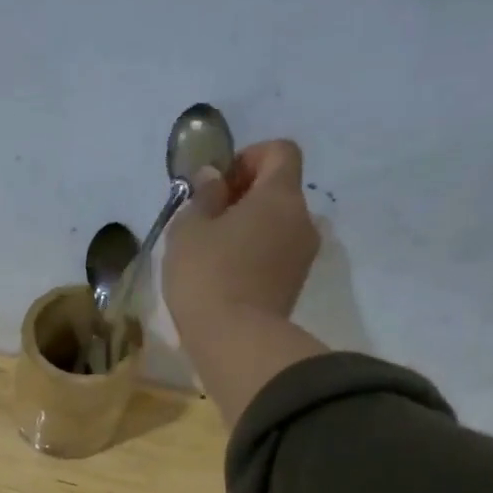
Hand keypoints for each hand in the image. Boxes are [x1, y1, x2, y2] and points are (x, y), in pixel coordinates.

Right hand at [163, 139, 319, 332]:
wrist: (236, 341)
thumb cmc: (207, 275)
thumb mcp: (189, 229)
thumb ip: (203, 196)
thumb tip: (213, 177)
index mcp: (279, 195)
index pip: (280, 151)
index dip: (249, 157)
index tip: (218, 183)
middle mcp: (302, 219)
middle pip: (279, 191)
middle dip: (245, 197)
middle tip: (207, 221)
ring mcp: (303, 256)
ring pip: (277, 226)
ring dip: (249, 230)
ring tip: (212, 254)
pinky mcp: (294, 286)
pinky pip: (275, 255)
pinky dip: (254, 256)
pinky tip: (224, 278)